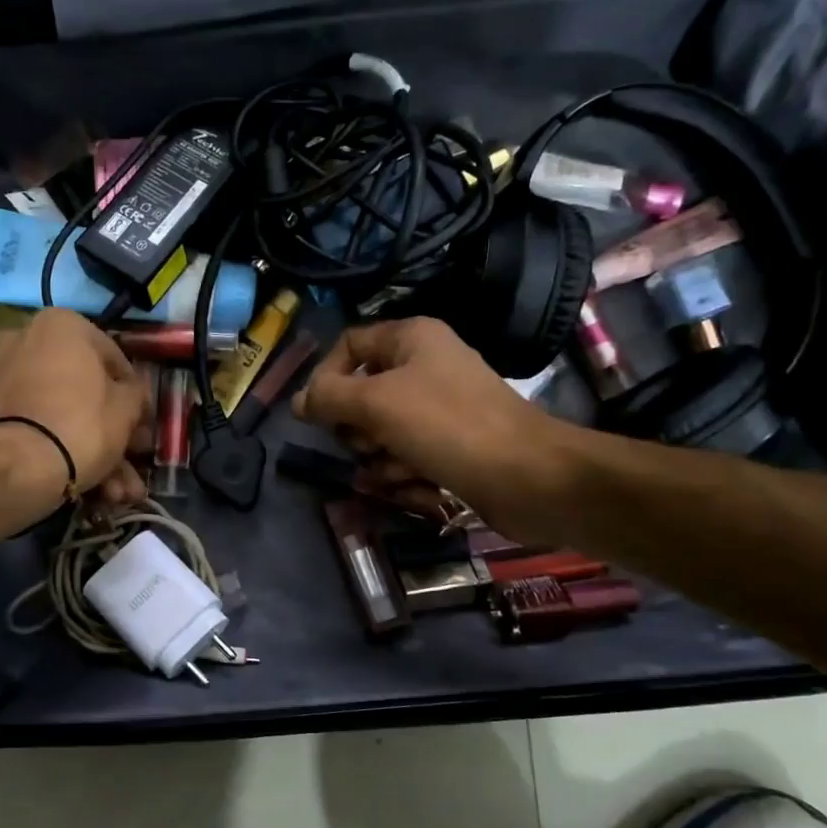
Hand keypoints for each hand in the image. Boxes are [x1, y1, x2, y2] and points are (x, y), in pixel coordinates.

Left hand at [0, 309, 151, 506]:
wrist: (17, 467)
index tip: (141, 420)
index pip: (112, 357)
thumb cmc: (82, 424)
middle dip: (109, 426)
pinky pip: (35, 423)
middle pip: (81, 386)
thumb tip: (132, 392)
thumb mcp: (127, 408)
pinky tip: (84, 483)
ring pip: (59, 410)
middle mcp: (24, 338)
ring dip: (90, 447)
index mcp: (61, 324)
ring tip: (115, 488)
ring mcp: (1, 374)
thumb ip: (135, 393)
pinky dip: (58, 446)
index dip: (132, 393)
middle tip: (130, 455)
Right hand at [293, 318, 581, 531]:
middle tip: (368, 442)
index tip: (317, 413)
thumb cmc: (448, 426)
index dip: (326, 377)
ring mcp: (439, 410)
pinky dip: (406, 476)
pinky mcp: (450, 448)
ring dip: (380, 459)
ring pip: (381, 434)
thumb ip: (328, 397)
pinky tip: (419, 488)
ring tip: (399, 471)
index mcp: (412, 339)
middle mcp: (425, 368)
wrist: (528, 477)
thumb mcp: (376, 403)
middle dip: (357, 428)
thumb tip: (297, 402)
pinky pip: (407, 458)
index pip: (349, 345)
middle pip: (362, 394)